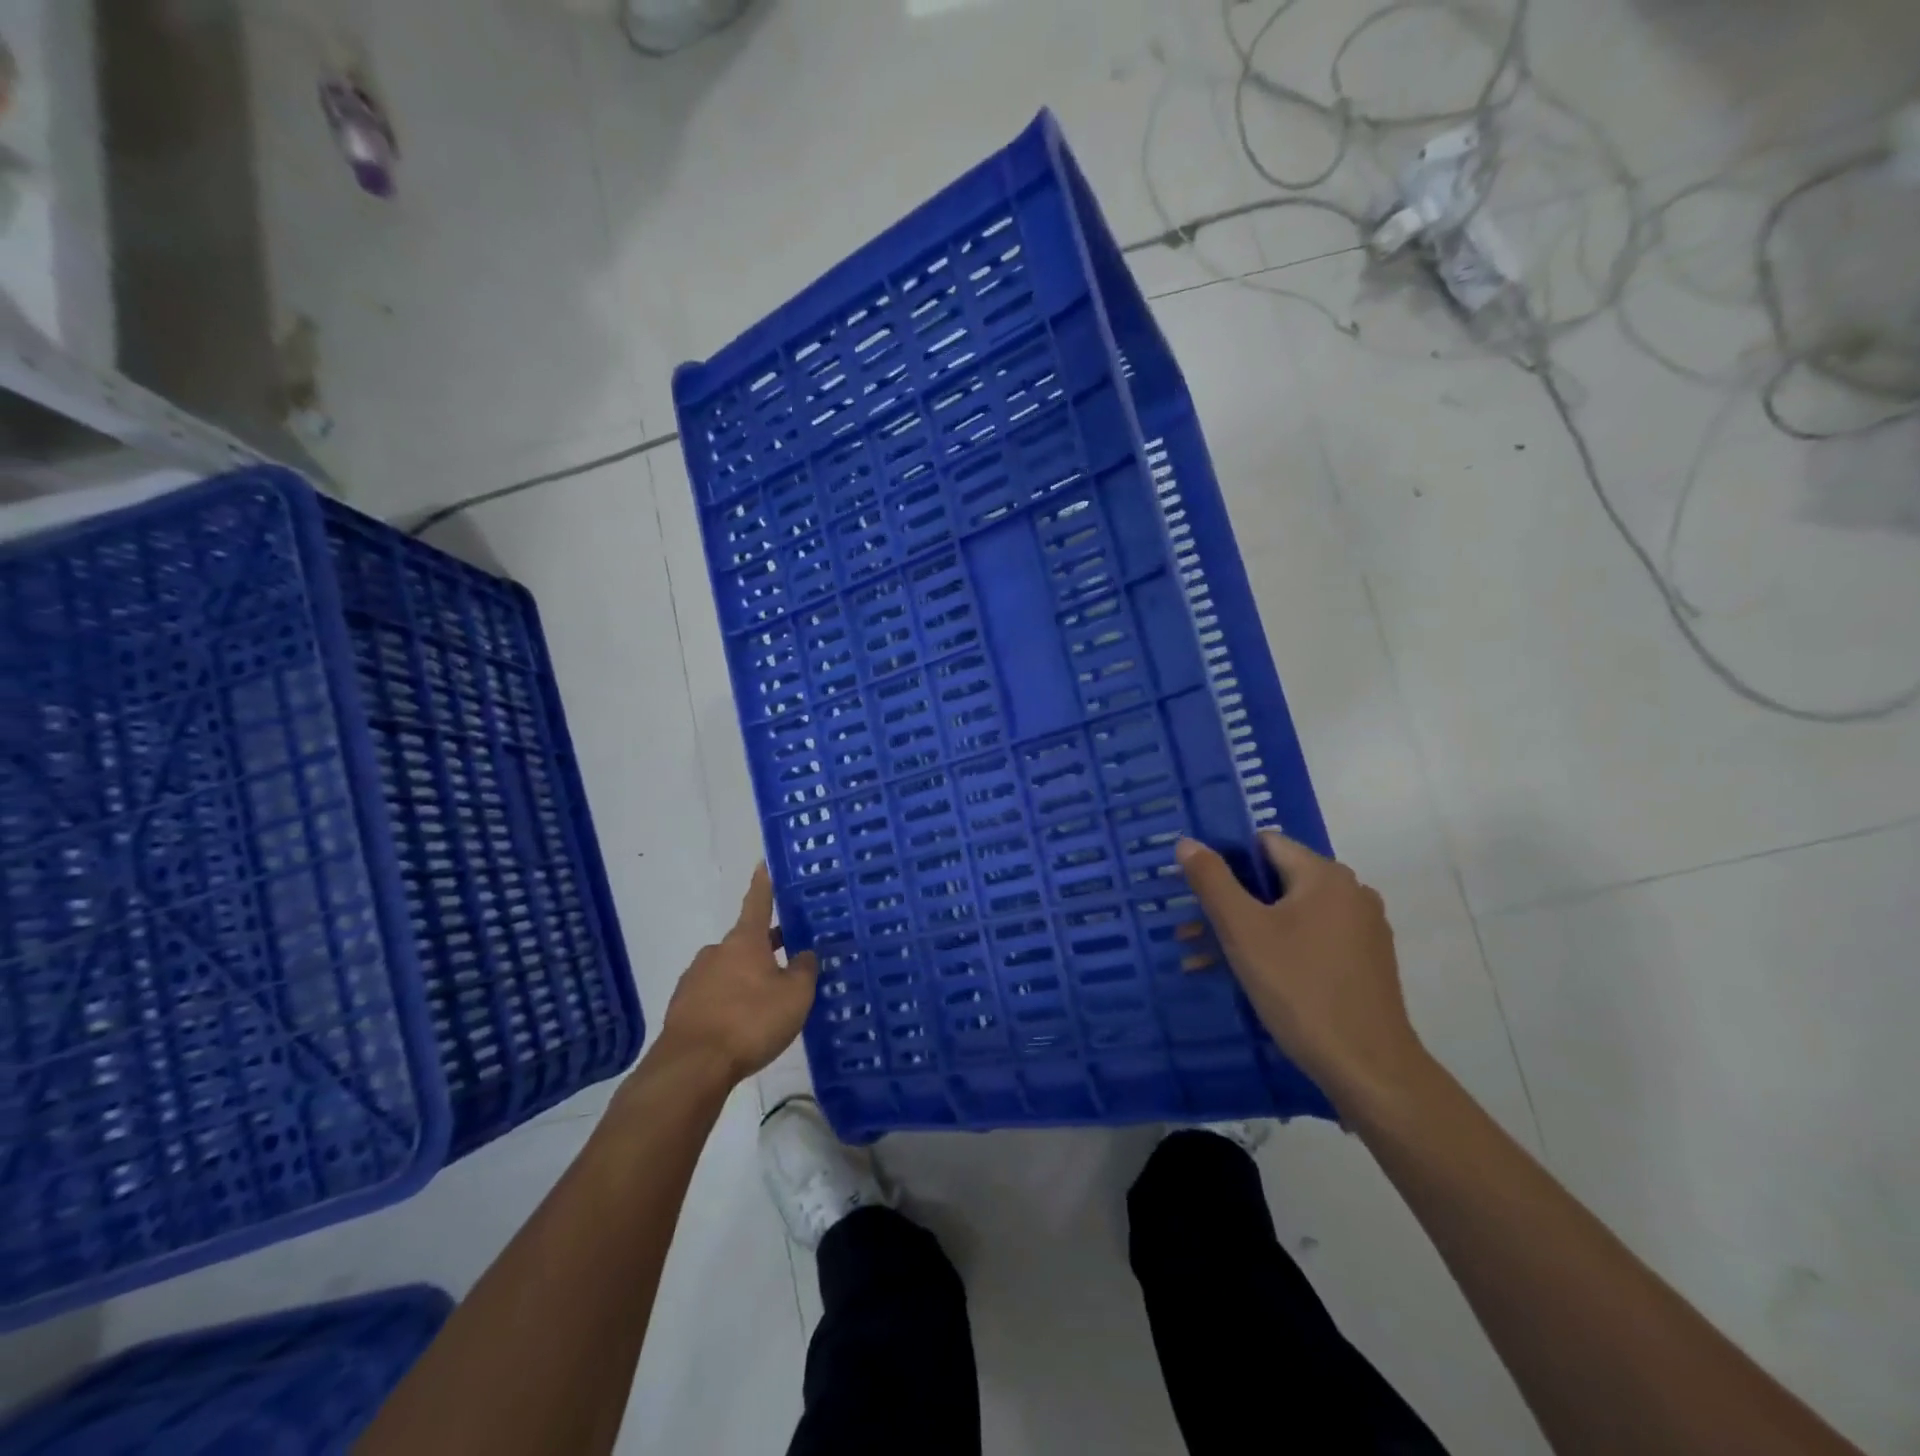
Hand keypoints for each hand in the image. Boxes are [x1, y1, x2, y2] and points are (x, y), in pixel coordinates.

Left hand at [655, 863, 817, 1086]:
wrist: (691, 1066)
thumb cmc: (749, 1021)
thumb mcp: (794, 996)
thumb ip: (804, 970)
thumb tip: (805, 953)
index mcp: (745, 940)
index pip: (758, 901)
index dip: (764, 883)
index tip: (764, 863)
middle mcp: (717, 952)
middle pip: (747, 940)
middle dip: (766, 947)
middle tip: (789, 958)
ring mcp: (695, 979)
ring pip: (730, 969)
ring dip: (748, 977)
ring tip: (769, 1001)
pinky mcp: (683, 1007)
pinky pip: (715, 995)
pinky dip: (731, 1001)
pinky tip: (744, 1023)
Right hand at [1175, 832, 1428, 1111]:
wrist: (1369, 1069)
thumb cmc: (1300, 989)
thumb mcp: (1243, 931)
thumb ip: (1212, 880)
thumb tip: (1186, 842)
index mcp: (1325, 875)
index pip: (1264, 844)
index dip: (1225, 861)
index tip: (1195, 891)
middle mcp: (1350, 892)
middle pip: (1275, 880)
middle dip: (1229, 902)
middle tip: (1190, 930)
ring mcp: (1363, 929)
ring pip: (1290, 914)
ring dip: (1247, 929)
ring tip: (1205, 959)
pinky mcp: (1365, 962)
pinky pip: (1310, 939)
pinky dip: (1277, 948)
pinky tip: (1247, 977)